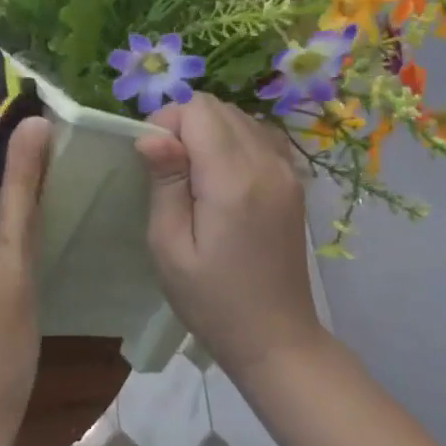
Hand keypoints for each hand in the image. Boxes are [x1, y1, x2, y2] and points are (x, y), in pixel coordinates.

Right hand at [134, 93, 326, 377]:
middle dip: (185, 124)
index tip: (152, 161)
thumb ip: (165, 183)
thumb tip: (152, 135)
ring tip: (192, 175)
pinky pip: (259, 135)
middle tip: (168, 171)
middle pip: (219, 107)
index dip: (167, 123)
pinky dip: (233, 140)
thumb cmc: (211, 299)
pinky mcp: (293, 181)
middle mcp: (267, 163)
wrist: (275, 337)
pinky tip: (221, 175)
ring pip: (239, 117)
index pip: (198, 110)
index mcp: (234, 180)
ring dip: (208, 131)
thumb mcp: (170, 246)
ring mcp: (287, 171)